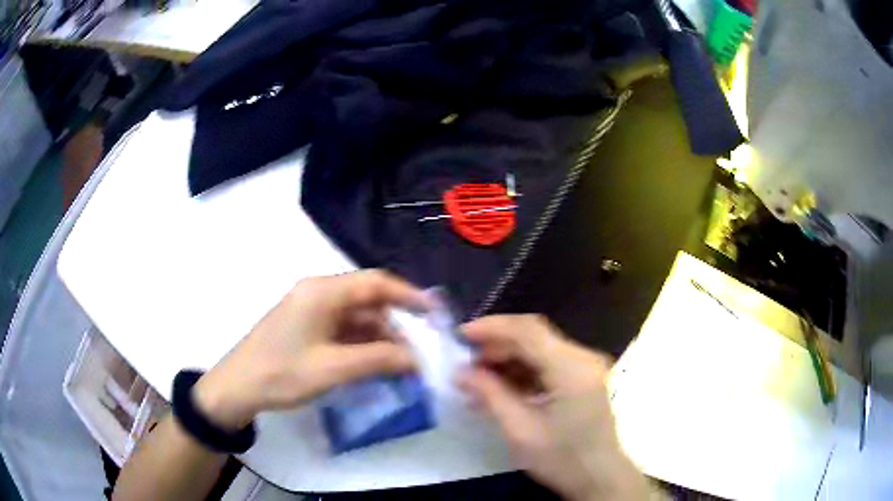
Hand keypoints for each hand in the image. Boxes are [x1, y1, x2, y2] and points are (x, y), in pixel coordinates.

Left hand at [193, 270, 428, 430]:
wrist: (238, 387)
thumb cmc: (282, 373)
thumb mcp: (333, 368)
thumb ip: (378, 360)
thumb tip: (418, 358)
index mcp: (322, 292)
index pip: (375, 283)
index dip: (408, 295)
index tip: (435, 315)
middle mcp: (319, 294)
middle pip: (368, 299)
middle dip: (398, 322)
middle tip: (424, 346)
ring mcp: (313, 311)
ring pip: (358, 317)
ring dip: (382, 337)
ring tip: (407, 362)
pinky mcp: (309, 328)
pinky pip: (345, 330)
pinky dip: (365, 345)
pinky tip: (380, 364)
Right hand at [458, 315, 647, 500]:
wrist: (599, 478)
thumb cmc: (562, 459)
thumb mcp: (520, 430)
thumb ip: (490, 395)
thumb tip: (460, 372)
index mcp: (572, 368)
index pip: (529, 331)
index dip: (493, 327)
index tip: (461, 335)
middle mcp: (582, 358)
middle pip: (534, 338)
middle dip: (496, 346)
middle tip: (465, 363)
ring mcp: (584, 368)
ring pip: (539, 350)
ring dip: (507, 360)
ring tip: (476, 379)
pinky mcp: (582, 379)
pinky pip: (547, 365)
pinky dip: (521, 373)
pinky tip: (499, 389)